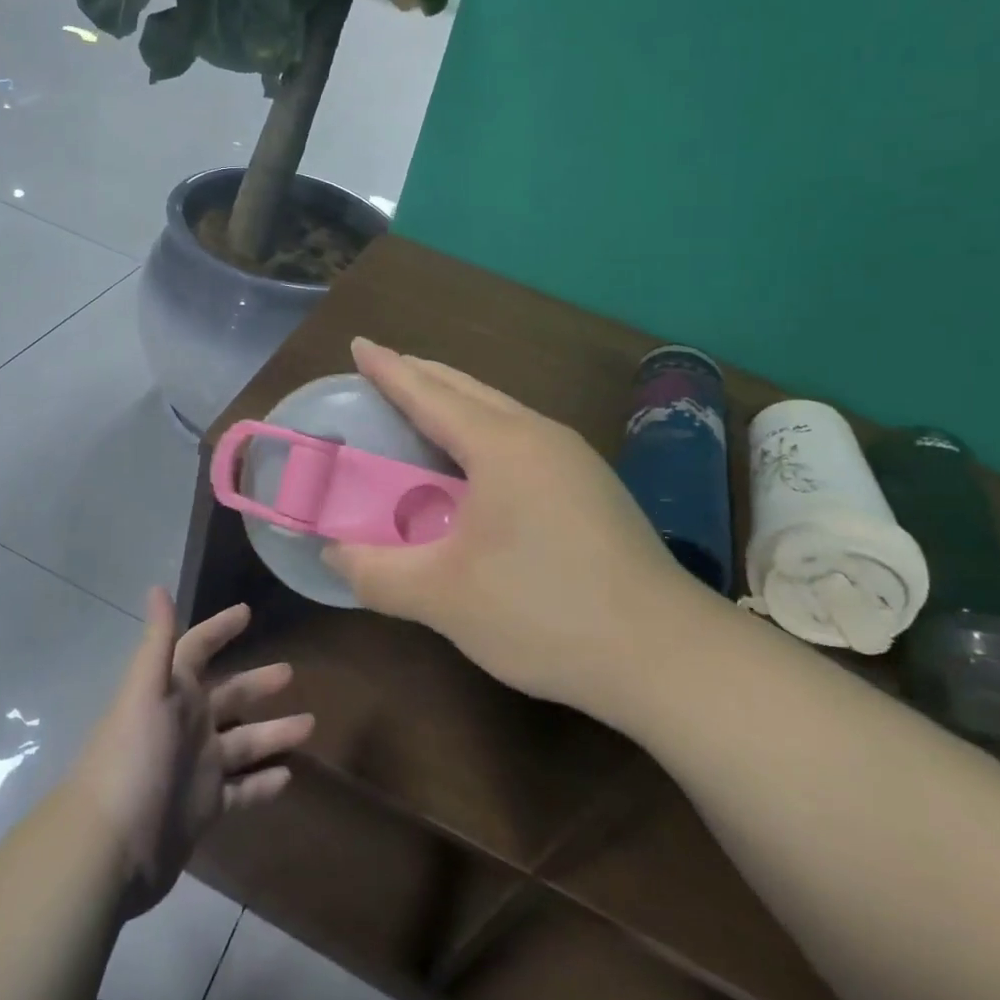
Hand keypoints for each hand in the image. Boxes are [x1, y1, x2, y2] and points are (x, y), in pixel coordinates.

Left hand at [72, 589, 311, 916]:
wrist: (110, 848)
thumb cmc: (132, 757)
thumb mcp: (145, 693)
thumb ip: (158, 643)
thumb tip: (156, 587)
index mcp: (172, 693)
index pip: (197, 649)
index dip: (219, 629)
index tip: (247, 612)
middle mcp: (187, 724)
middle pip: (230, 696)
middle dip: (258, 684)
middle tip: (292, 672)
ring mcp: (197, 768)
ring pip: (244, 743)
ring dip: (274, 733)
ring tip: (310, 724)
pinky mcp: (204, 808)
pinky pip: (243, 791)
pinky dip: (264, 784)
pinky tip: (289, 777)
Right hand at [325, 338, 713, 712]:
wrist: (666, 655)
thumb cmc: (545, 612)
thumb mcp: (443, 598)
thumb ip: (376, 573)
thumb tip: (333, 553)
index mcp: (501, 445)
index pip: (429, 393)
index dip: (388, 369)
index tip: (359, 344)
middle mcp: (539, 436)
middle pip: (468, 390)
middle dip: (421, 376)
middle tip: (381, 374)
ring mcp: (574, 459)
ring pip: (500, 412)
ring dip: (455, 405)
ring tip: (421, 413)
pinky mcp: (592, 487)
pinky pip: (521, 438)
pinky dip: (482, 433)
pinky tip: (475, 468)